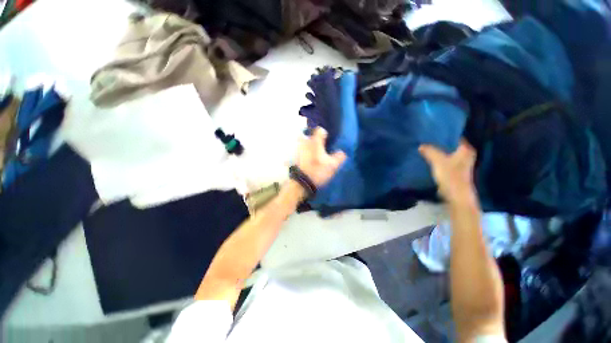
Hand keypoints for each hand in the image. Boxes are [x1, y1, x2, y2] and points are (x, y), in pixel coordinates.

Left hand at [296, 127, 346, 186]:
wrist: (301, 182)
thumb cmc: (317, 171)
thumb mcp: (332, 165)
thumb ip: (339, 157)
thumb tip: (342, 152)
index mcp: (315, 142)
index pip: (320, 130)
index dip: (325, 133)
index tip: (328, 140)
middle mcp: (305, 142)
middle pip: (310, 135)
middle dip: (315, 139)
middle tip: (321, 146)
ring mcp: (299, 149)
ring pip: (304, 143)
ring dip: (309, 146)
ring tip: (316, 153)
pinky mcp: (296, 157)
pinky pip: (301, 150)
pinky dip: (305, 152)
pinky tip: (310, 159)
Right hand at [419, 140, 477, 204]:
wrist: (456, 196)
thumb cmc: (451, 176)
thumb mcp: (438, 161)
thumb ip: (430, 151)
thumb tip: (421, 145)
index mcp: (465, 150)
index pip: (455, 137)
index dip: (444, 135)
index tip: (432, 133)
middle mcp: (465, 155)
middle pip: (450, 146)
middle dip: (439, 144)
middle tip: (426, 140)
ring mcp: (460, 164)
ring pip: (447, 154)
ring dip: (438, 152)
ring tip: (426, 148)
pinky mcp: (454, 172)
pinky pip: (445, 161)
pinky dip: (438, 160)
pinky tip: (429, 159)